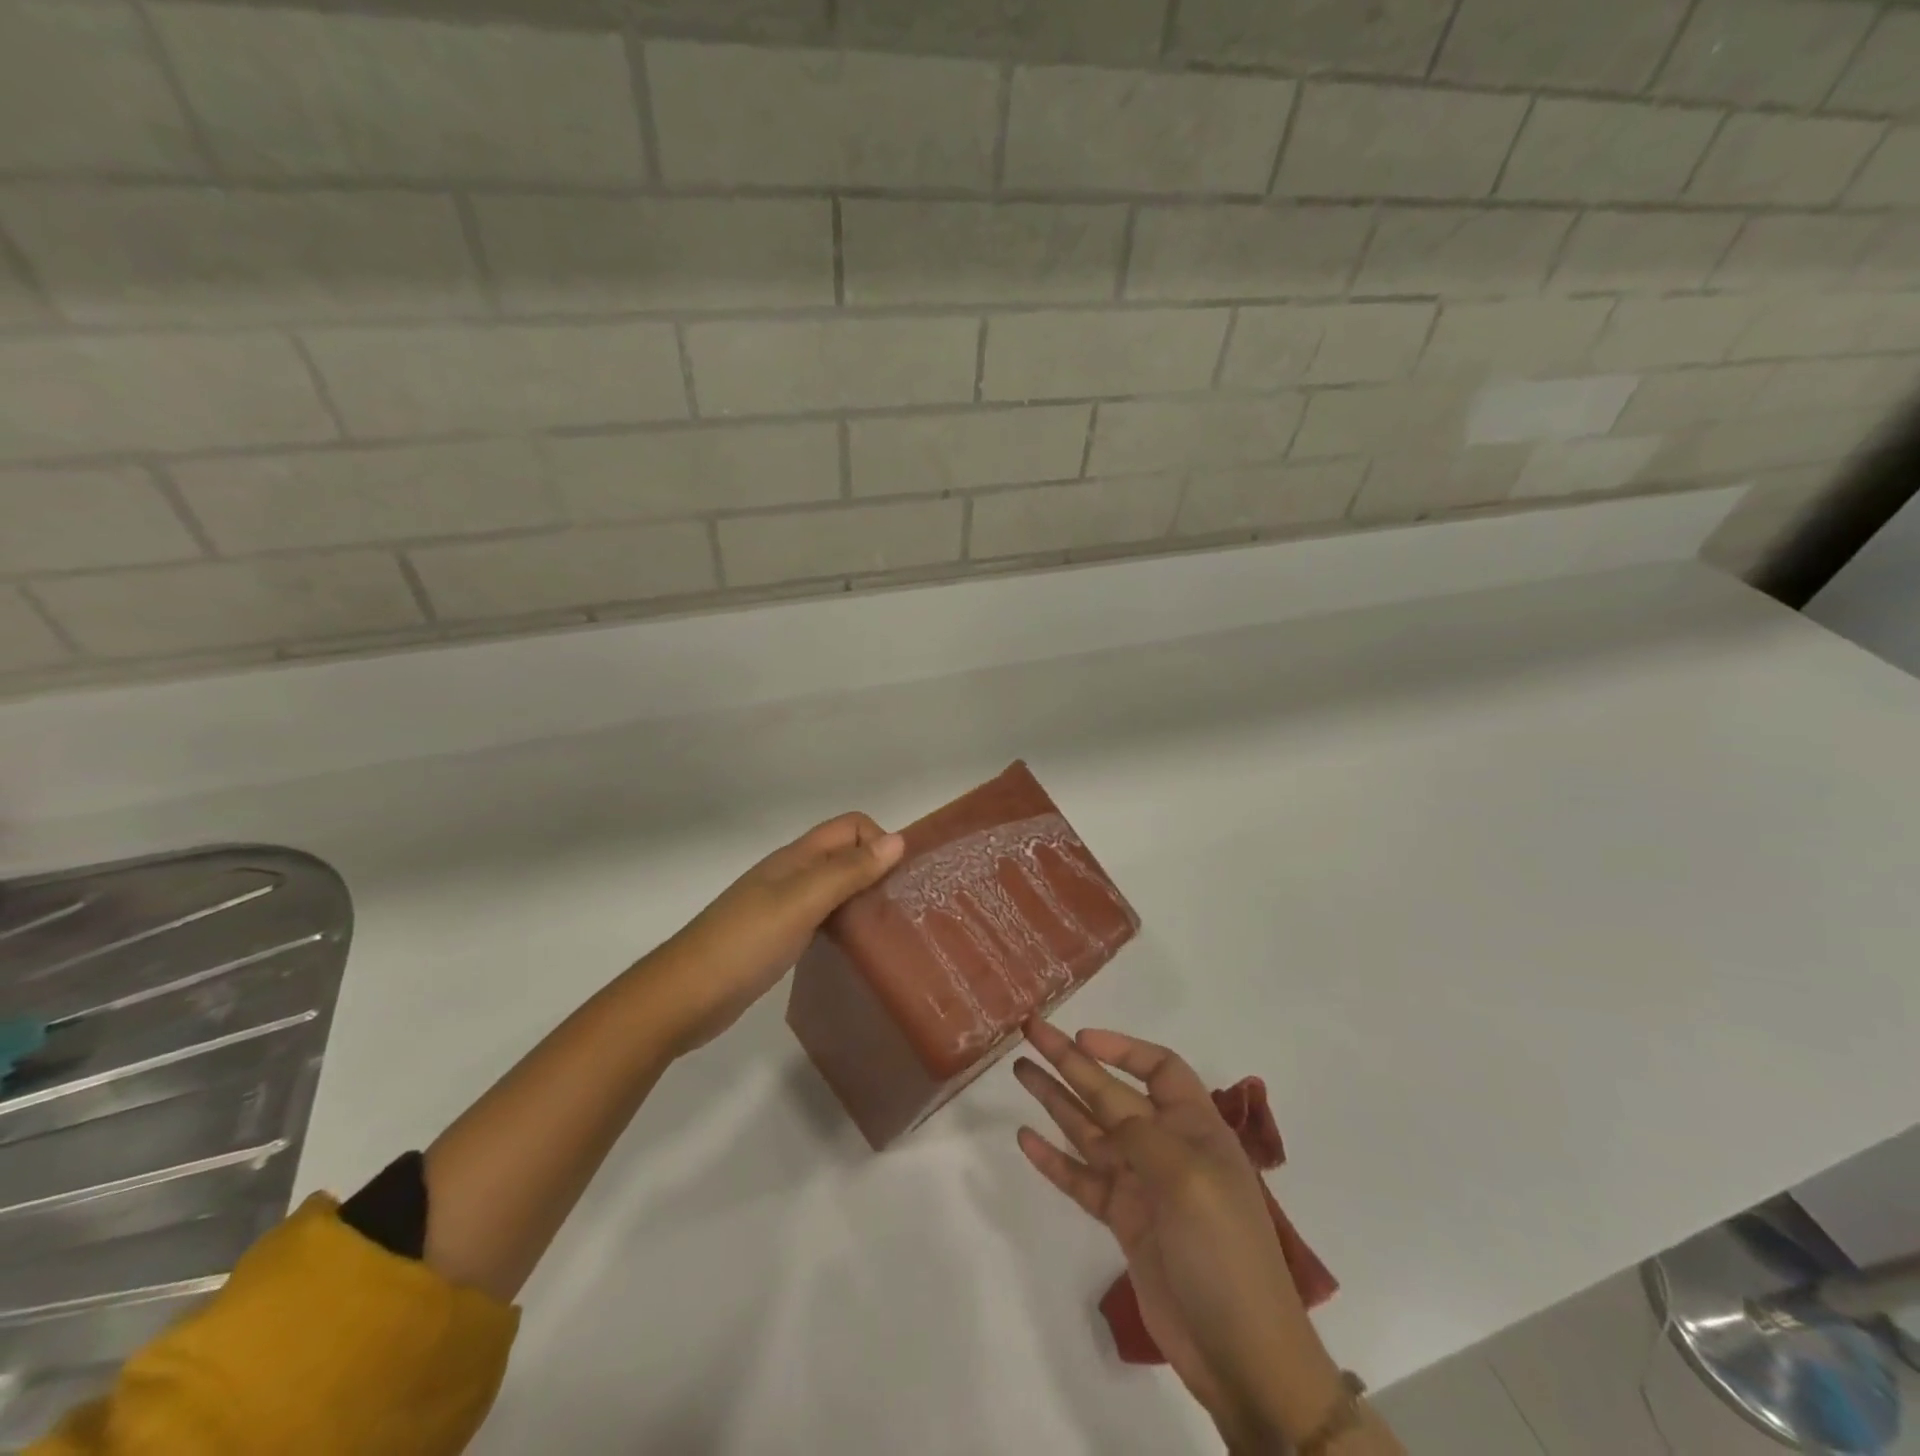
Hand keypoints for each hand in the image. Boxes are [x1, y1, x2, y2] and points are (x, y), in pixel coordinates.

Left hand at [647, 812, 903, 1052]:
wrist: (683, 997)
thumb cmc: (744, 944)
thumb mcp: (801, 902)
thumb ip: (847, 871)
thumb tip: (898, 841)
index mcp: (796, 858)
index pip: (850, 827)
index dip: (880, 842)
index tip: (901, 881)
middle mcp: (792, 875)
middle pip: (846, 856)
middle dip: (878, 870)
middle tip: (906, 908)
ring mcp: (784, 907)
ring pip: (836, 888)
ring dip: (864, 898)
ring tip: (891, 929)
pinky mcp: (780, 938)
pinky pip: (824, 918)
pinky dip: (846, 924)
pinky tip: (858, 948)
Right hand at [1013, 1020, 1344, 1449]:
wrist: (1241, 1354)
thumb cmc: (1224, 1251)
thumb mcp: (1187, 1178)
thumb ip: (1140, 1134)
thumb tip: (1105, 1105)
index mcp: (1195, 1127)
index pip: (1158, 1068)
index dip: (1121, 1048)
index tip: (1080, 1037)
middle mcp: (1166, 1146)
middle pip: (1110, 1092)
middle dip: (1071, 1062)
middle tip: (1031, 1032)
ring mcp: (1142, 1184)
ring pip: (1089, 1130)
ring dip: (1055, 1100)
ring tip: (1019, 1071)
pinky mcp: (1124, 1220)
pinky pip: (1082, 1178)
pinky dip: (1054, 1159)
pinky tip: (1026, 1138)